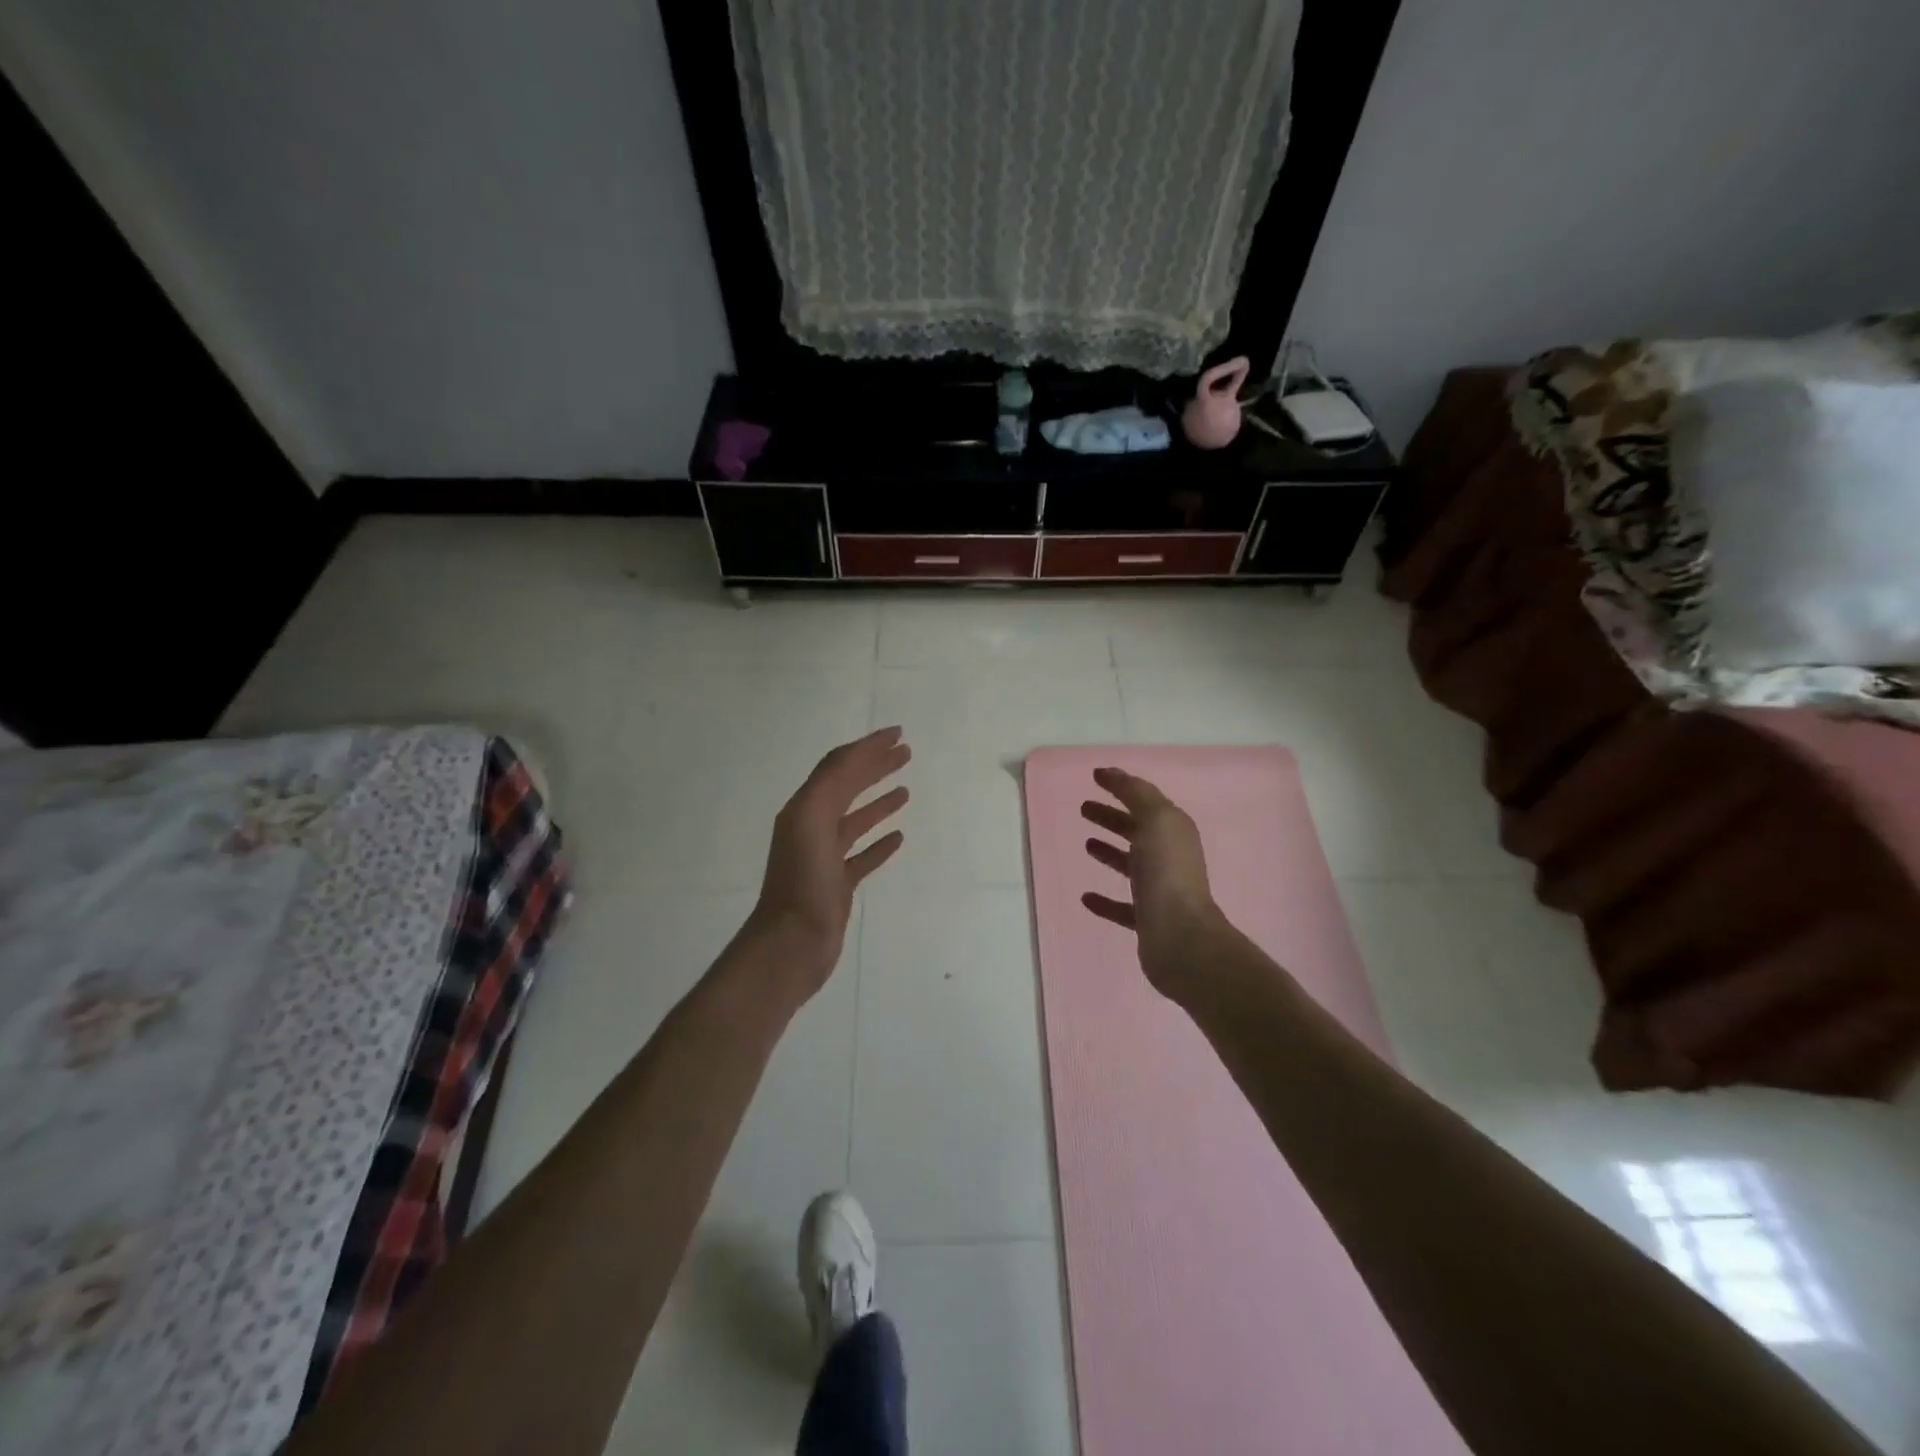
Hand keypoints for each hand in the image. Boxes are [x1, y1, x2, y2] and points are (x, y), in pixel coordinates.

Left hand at [745, 726, 911, 998]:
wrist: (792, 943)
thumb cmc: (803, 881)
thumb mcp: (811, 820)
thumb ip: (831, 784)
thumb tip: (856, 754)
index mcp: (804, 808)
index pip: (838, 766)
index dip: (866, 746)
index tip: (897, 733)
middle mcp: (812, 827)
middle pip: (847, 787)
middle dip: (875, 766)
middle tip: (906, 752)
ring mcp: (825, 857)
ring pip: (855, 820)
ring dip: (879, 801)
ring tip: (905, 789)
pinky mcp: (837, 884)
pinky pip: (862, 856)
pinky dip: (879, 843)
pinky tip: (899, 837)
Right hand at [1081, 767, 1225, 999]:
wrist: (1181, 937)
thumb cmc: (1167, 872)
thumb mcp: (1155, 820)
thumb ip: (1135, 793)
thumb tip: (1112, 772)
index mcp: (1173, 831)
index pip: (1145, 801)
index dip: (1121, 787)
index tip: (1094, 777)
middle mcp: (1169, 857)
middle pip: (1137, 830)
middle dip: (1112, 817)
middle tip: (1083, 808)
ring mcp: (1159, 890)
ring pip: (1131, 865)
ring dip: (1109, 852)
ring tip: (1086, 844)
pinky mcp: (1147, 921)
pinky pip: (1122, 906)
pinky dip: (1105, 900)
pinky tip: (1085, 897)